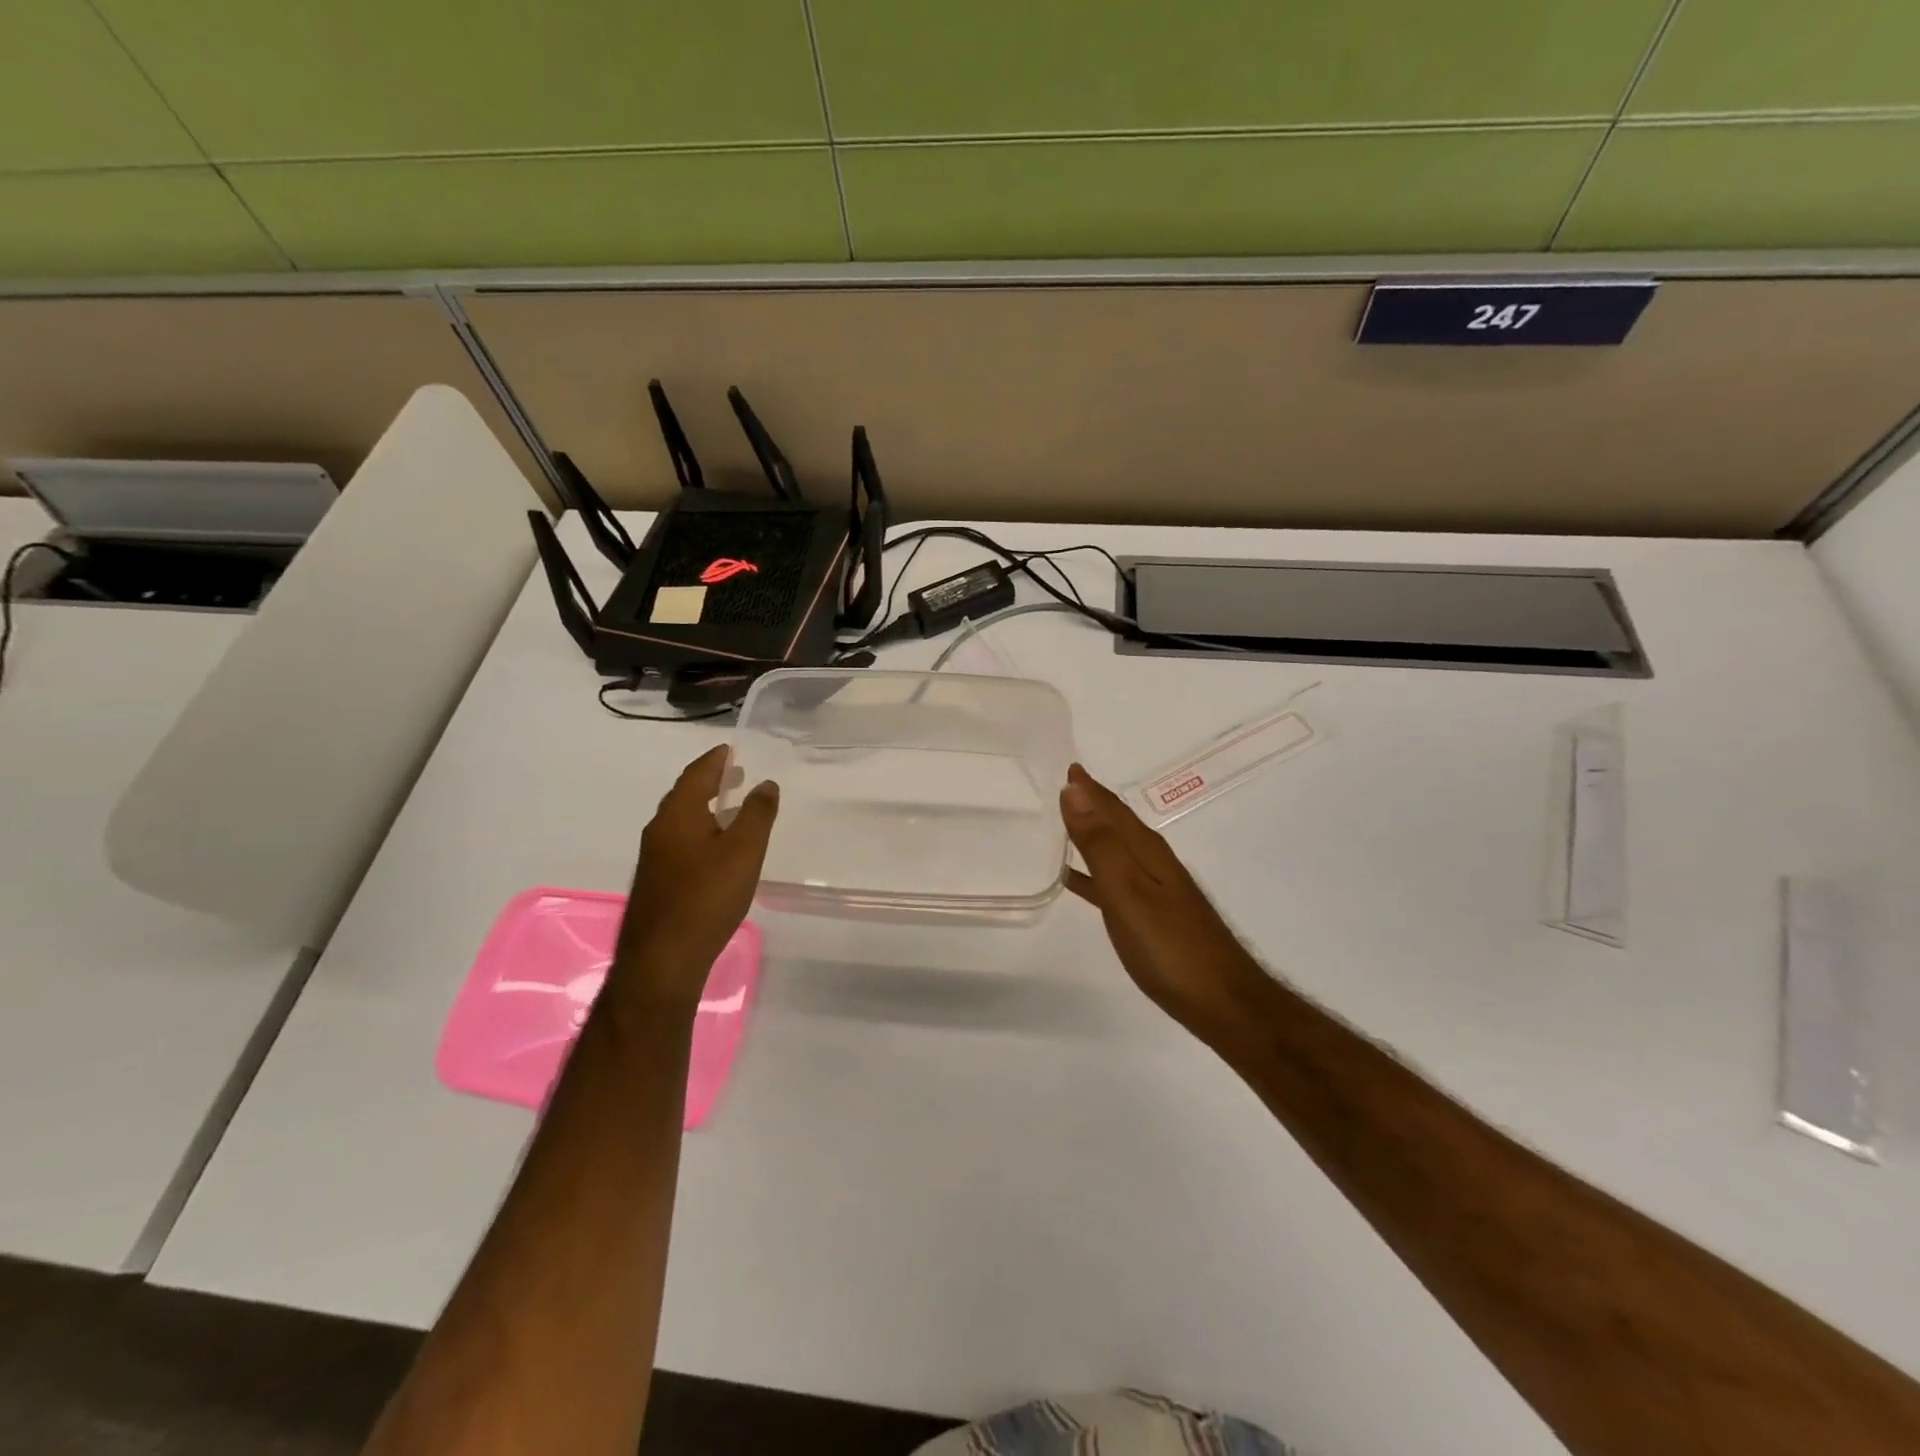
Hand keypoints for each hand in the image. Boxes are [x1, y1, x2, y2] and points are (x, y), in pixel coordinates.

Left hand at [613, 746, 778, 1011]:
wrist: (663, 959)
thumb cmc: (707, 897)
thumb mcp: (744, 851)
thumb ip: (757, 814)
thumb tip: (766, 783)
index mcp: (677, 815)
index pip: (696, 775)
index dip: (715, 759)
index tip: (730, 748)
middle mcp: (659, 830)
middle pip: (685, 796)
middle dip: (710, 782)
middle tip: (735, 773)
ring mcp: (654, 859)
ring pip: (681, 821)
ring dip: (705, 809)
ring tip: (731, 808)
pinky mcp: (657, 883)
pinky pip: (680, 842)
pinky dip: (700, 832)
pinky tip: (716, 850)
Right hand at [1060, 763, 1262, 1030]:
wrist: (1221, 1001)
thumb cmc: (1169, 947)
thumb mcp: (1128, 892)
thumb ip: (1100, 844)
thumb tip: (1074, 790)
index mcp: (1146, 851)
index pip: (1111, 808)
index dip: (1087, 787)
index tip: (1064, 764)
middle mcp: (1152, 862)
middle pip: (1116, 823)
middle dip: (1089, 802)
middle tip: (1060, 784)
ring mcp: (1154, 889)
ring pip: (1115, 848)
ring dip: (1090, 832)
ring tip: (1061, 822)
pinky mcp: (1152, 915)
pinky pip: (1113, 879)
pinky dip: (1092, 870)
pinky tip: (1075, 879)